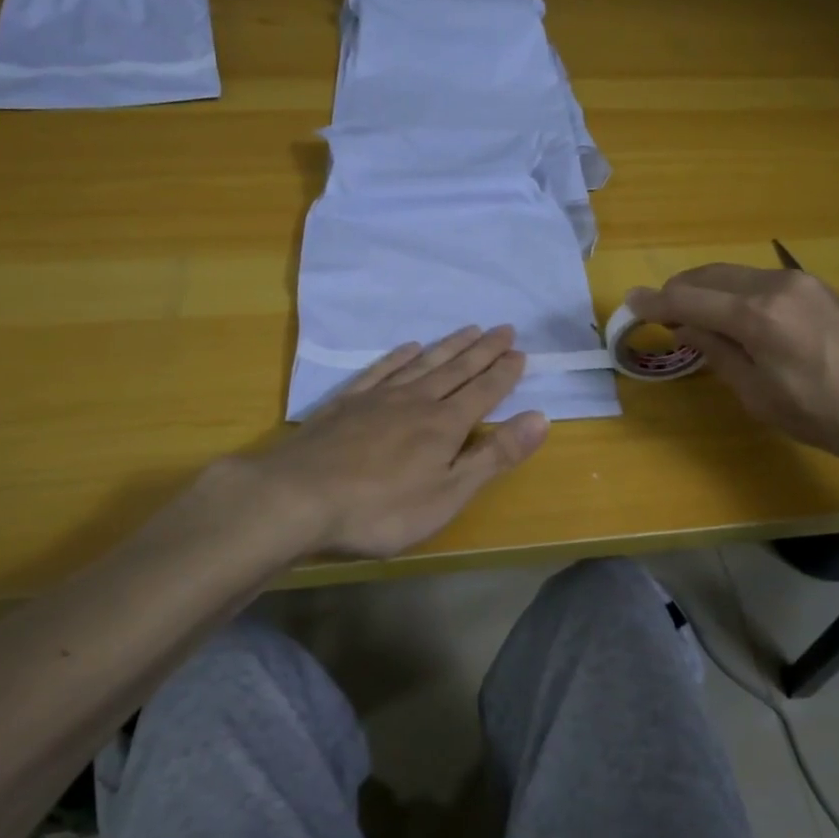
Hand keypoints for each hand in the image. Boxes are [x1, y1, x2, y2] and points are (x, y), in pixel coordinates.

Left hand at [245, 325, 549, 558]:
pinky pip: (380, 370)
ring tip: (469, 329)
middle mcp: (416, 401)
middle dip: (484, 351)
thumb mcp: (448, 494)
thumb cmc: (381, 509)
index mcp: (444, 426)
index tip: (521, 352)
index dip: (504, 374)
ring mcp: (378, 398)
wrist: (298, 497)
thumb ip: (493, 456)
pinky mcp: (345, 403)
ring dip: (449, 347)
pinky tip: (408, 348)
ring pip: (422, 364)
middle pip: (456, 370)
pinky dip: (398, 356)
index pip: (484, 392)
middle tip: (504, 328)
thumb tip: (540, 418)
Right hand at [626, 264, 838, 475]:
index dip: (654, 302)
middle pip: (707, 276)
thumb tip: (686, 328)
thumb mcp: (762, 397)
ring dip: (705, 292)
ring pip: (732, 275)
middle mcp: (775, 285)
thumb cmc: (831, 417)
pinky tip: (733, 320)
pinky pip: (757, 282)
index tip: (629, 305)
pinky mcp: (817, 288)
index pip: (688, 298)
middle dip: (677, 293)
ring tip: (694, 322)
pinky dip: (732, 294)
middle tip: (660, 319)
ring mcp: (800, 282)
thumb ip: (719, 354)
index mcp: (758, 316)